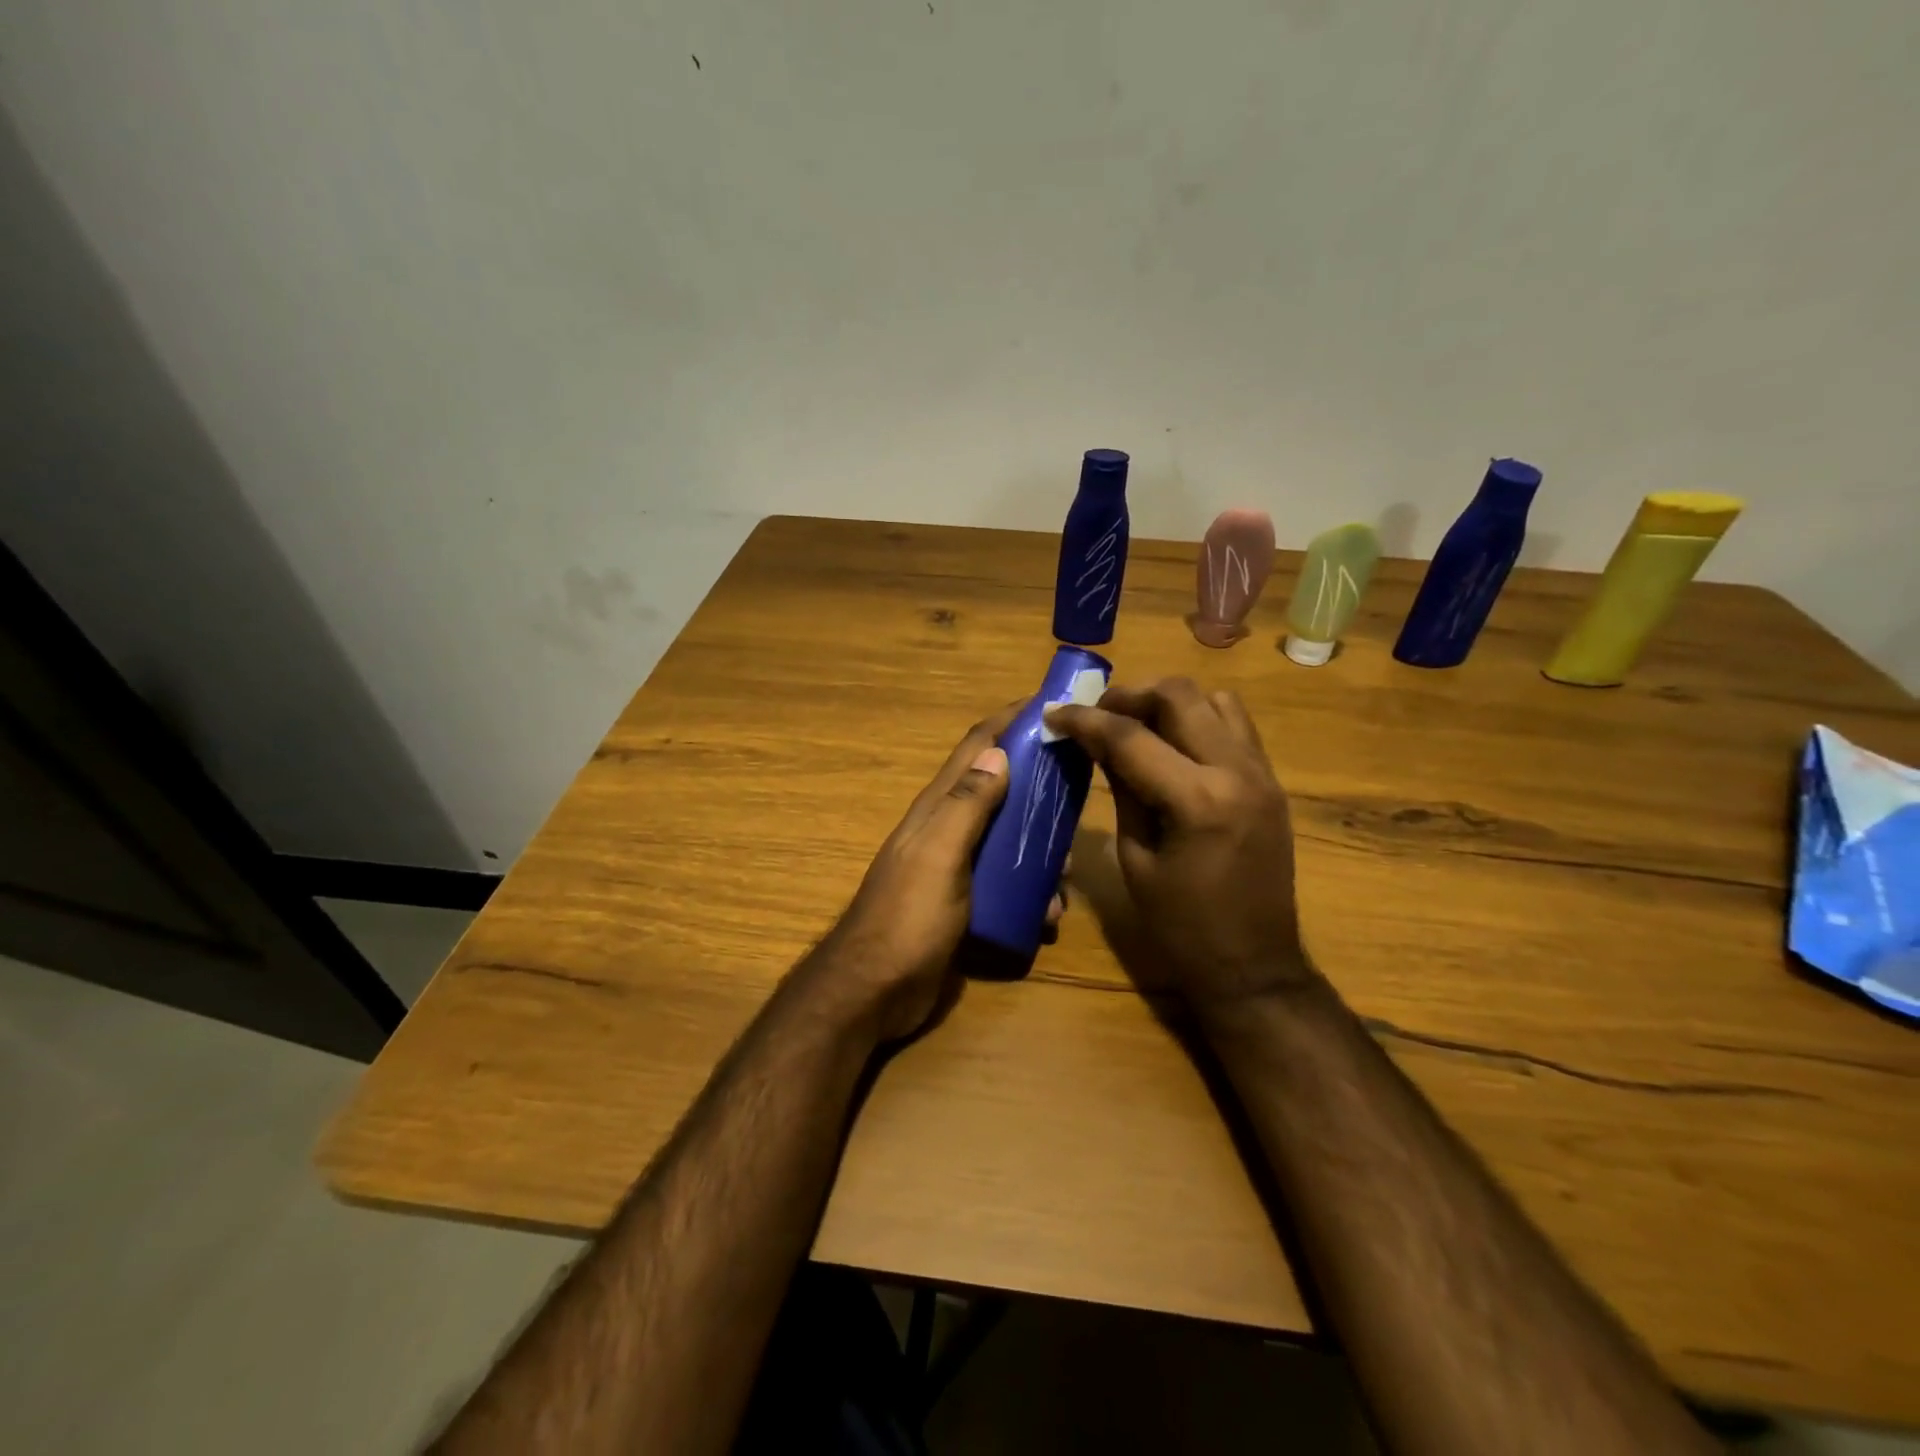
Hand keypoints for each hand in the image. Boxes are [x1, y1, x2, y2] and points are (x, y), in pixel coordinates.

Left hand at [806, 702, 1063, 1044]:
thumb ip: (966, 805)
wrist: (875, 992)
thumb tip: (999, 751)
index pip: (976, 748)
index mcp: (938, 809)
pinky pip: (1007, 883)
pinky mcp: (965, 903)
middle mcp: (948, 829)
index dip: (1009, 720)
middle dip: (1040, 787)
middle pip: (1000, 790)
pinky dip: (1031, 890)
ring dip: (1041, 849)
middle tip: (1082, 792)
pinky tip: (1049, 913)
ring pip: (1009, 841)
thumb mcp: (939, 856)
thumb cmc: (908, 919)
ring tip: (1069, 874)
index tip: (1052, 705)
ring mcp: (956, 867)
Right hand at [1046, 678, 1310, 1014]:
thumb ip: (1121, 790)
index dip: (1084, 719)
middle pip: (1179, 696)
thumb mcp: (1135, 858)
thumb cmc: (1181, 926)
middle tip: (1097, 715)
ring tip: (1136, 725)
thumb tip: (1098, 744)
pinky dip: (1199, 720)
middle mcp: (1237, 772)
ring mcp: (1262, 773)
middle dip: (1129, 696)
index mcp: (1197, 801)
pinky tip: (1173, 745)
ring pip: (1214, 699)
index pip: (1130, 737)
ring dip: (1169, 703)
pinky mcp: (1271, 782)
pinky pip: (1235, 726)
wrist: (1254, 966)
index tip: (1053, 712)